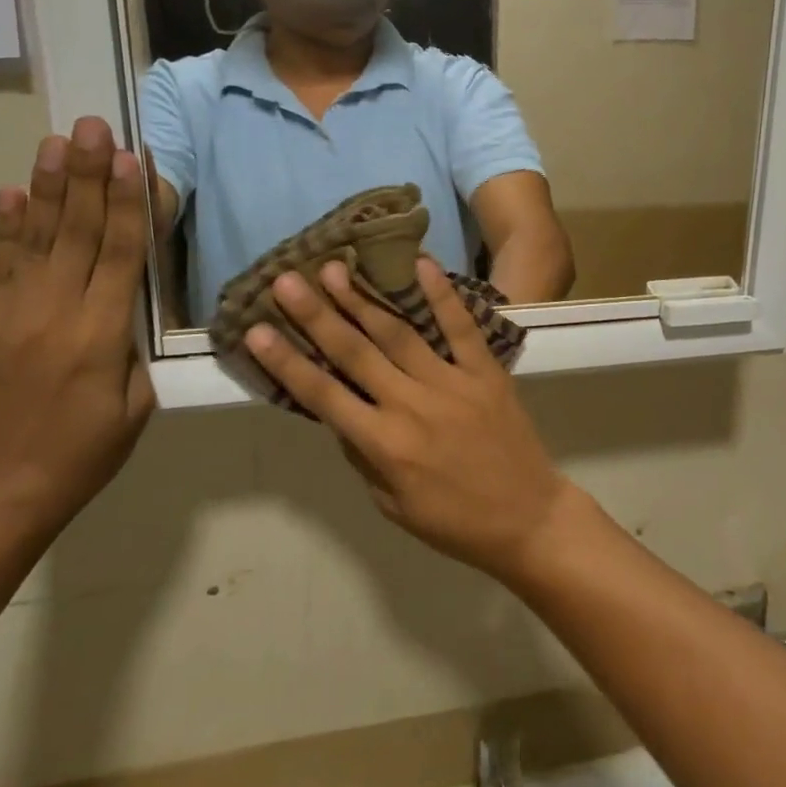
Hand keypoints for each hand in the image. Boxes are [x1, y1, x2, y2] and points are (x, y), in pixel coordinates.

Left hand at [0, 117, 157, 535]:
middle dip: (88, 175)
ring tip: (57, 141)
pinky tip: (14, 192)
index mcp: (100, 336)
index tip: (132, 158)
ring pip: (38, 239)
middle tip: (93, 125)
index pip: (121, 254)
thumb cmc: (84, 454)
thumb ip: (135, 347)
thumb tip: (131, 302)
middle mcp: (54, 314)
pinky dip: (7, 226)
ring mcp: (11, 315)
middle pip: (78, 233)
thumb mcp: (137, 405)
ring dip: (50, 187)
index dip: (128, 203)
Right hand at [245, 258, 576, 580]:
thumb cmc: (455, 523)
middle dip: (317, 315)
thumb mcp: (392, 505)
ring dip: (364, 299)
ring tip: (336, 268)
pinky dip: (442, 295)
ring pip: (400, 333)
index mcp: (385, 444)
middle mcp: (412, 405)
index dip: (286, 362)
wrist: (528, 519)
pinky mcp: (486, 372)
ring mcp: (453, 383)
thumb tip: (337, 412)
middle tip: (287, 279)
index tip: (257, 329)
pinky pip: (461, 328)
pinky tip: (421, 263)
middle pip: (356, 353)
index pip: (324, 395)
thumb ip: (362, 455)